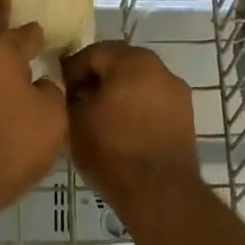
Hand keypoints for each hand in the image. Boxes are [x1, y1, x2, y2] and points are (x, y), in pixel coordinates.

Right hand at [62, 42, 199, 204]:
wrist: (159, 192)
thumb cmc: (112, 150)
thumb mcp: (75, 120)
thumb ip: (69, 95)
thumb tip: (70, 89)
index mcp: (131, 61)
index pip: (93, 53)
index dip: (71, 70)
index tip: (59, 90)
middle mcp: (159, 67)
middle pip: (119, 63)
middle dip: (97, 77)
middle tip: (77, 100)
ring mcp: (176, 90)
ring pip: (139, 81)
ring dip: (118, 91)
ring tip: (100, 115)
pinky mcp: (185, 113)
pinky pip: (153, 99)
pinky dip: (137, 106)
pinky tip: (122, 127)